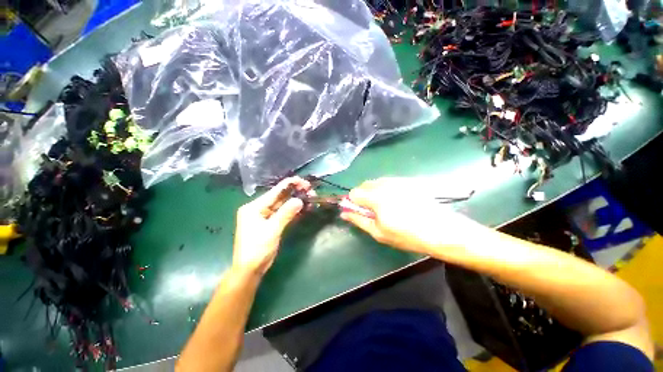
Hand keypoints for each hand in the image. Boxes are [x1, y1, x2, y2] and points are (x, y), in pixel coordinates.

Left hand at [233, 177, 311, 274]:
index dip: (290, 184)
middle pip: (280, 197)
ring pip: (283, 205)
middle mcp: (259, 208)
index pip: (275, 191)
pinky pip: (284, 214)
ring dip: (296, 202)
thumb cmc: (257, 250)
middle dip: (295, 193)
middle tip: (311, 191)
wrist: (250, 270)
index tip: (305, 183)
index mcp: (254, 207)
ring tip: (310, 198)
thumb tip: (299, 200)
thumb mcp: (271, 230)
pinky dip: (294, 211)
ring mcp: (265, 216)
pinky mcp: (271, 223)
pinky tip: (304, 208)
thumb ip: (286, 213)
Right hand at [341, 178, 479, 255]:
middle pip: (364, 185)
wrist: (441, 230)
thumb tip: (344, 213)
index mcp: (376, 197)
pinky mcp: (407, 181)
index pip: (354, 192)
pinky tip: (397, 202)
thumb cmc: (407, 235)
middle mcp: (385, 184)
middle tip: (373, 211)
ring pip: (376, 183)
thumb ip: (359, 220)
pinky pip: (388, 182)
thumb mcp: (379, 232)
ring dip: (374, 193)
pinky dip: (385, 190)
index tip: (361, 212)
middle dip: (363, 197)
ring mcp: (397, 180)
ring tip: (386, 207)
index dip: (354, 203)